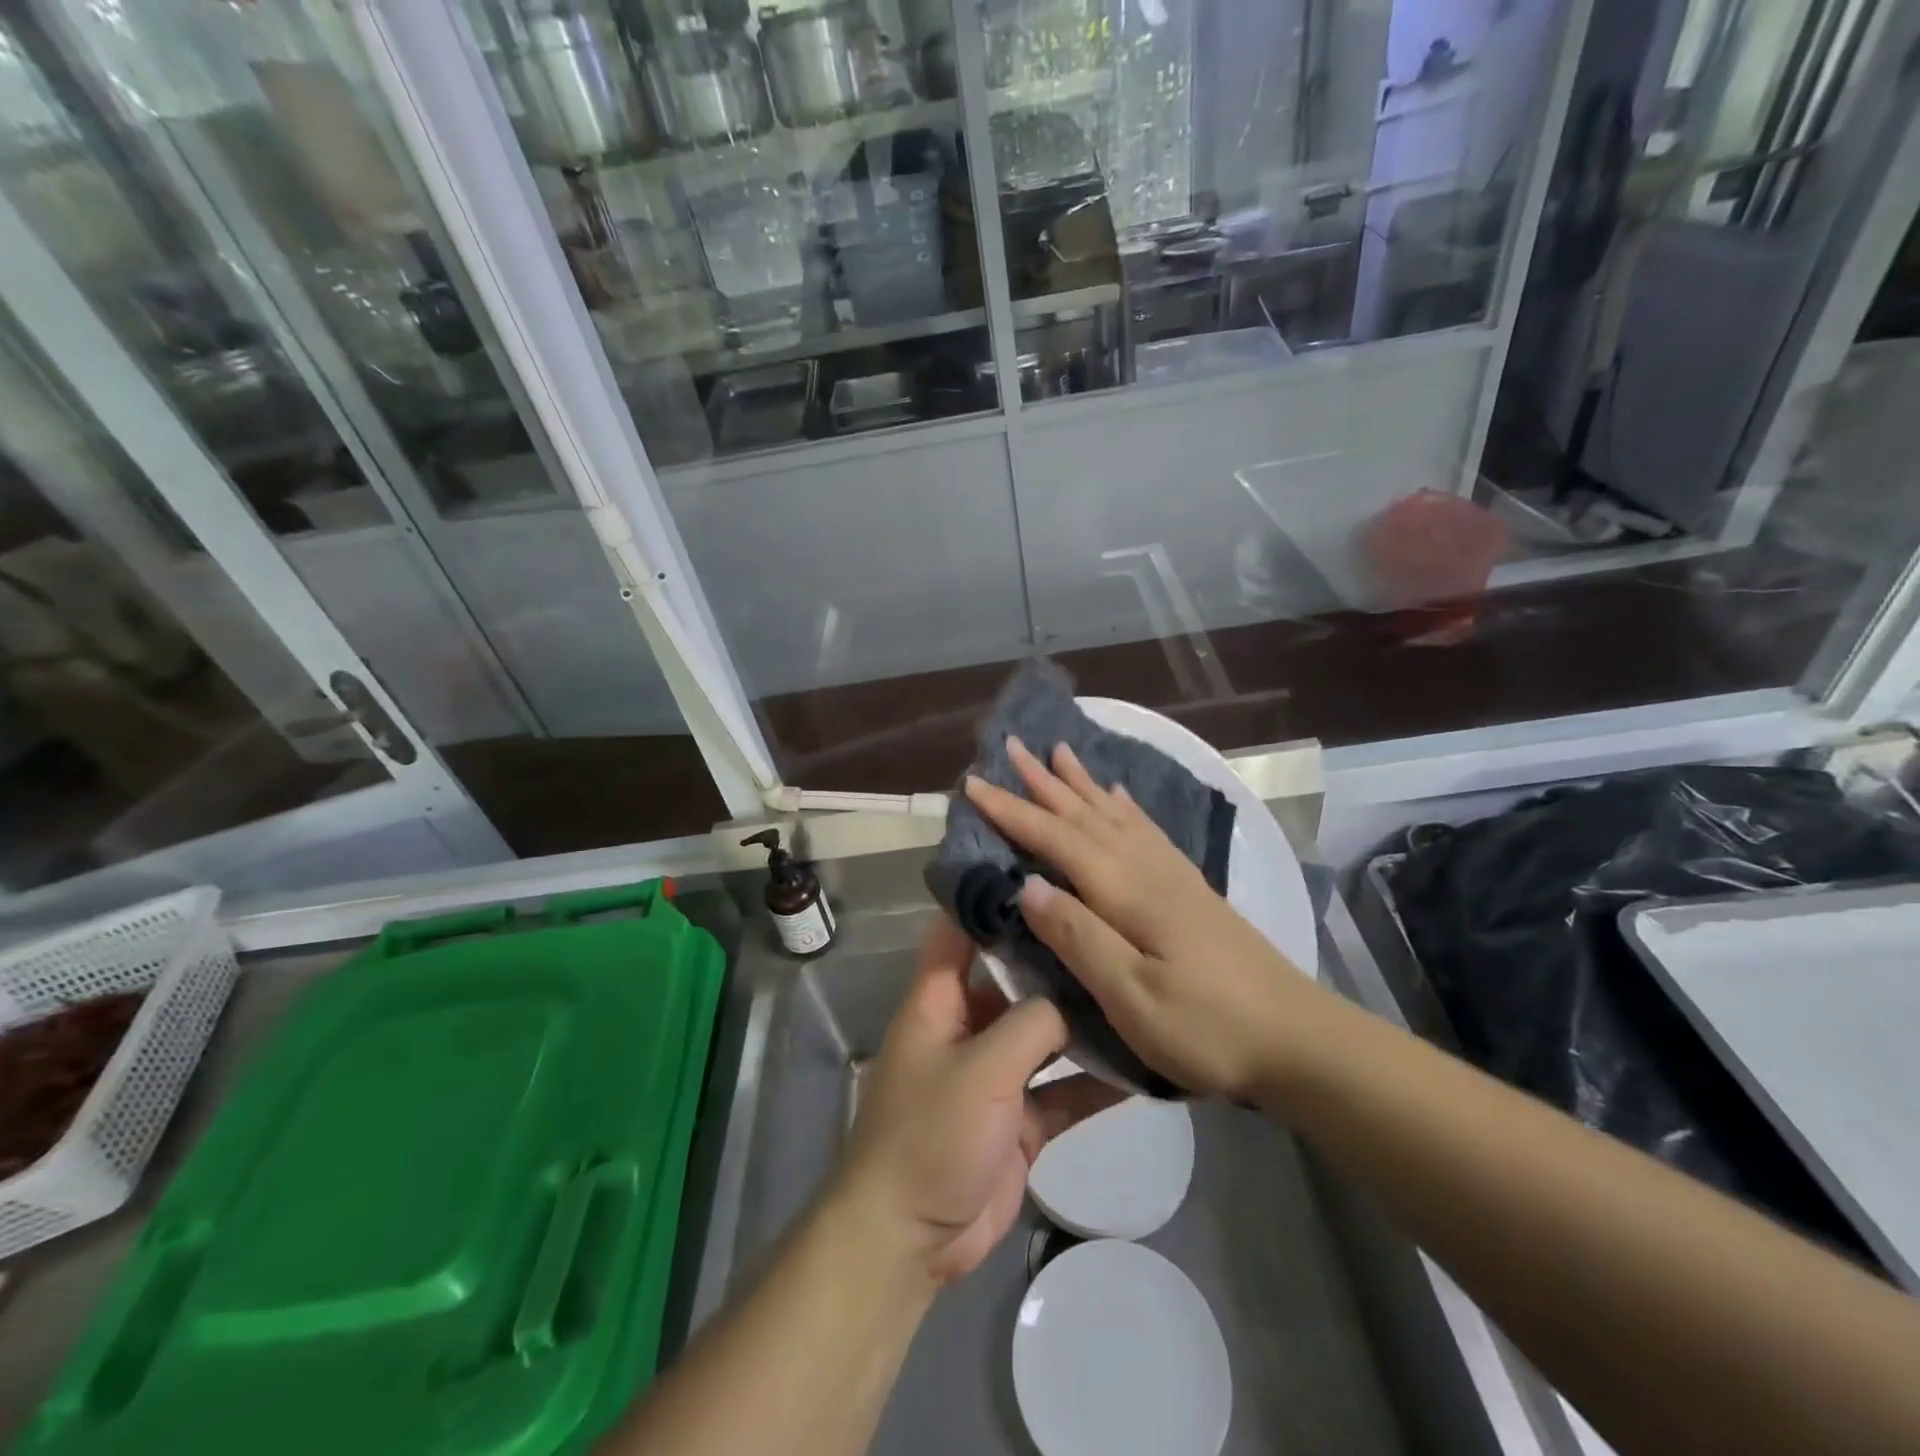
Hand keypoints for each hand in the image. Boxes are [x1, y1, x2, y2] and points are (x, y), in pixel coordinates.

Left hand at [832, 914, 1111, 1285]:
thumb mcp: (981, 1069)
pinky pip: (1063, 1089)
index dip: (990, 896)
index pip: (959, 929)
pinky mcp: (1019, 1118)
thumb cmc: (929, 1135)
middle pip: (1013, 978)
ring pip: (1044, 1034)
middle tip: (1110, 925)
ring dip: (1082, 1021)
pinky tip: (1141, 1067)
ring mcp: (996, 1073)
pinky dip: (1094, 1082)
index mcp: (939, 1000)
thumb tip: (1071, 999)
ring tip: (1136, 988)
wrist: (910, 1240)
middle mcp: (967, 1026)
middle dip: (1055, 958)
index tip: (1040, 866)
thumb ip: (1030, 1024)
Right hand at [963, 736, 1323, 1102]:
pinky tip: (1118, 797)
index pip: (1056, 838)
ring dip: (1082, 784)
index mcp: (1126, 891)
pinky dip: (1125, 807)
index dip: (1012, 811)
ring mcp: (1173, 876)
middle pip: (1085, 815)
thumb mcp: (1132, 997)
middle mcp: (1147, 869)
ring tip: (1060, 752)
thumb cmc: (1209, 1028)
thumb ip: (1078, 937)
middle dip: (1043, 782)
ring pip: (1114, 815)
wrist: (1299, 1040)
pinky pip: (1146, 831)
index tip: (973, 782)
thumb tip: (1025, 884)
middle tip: (1013, 745)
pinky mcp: (1190, 890)